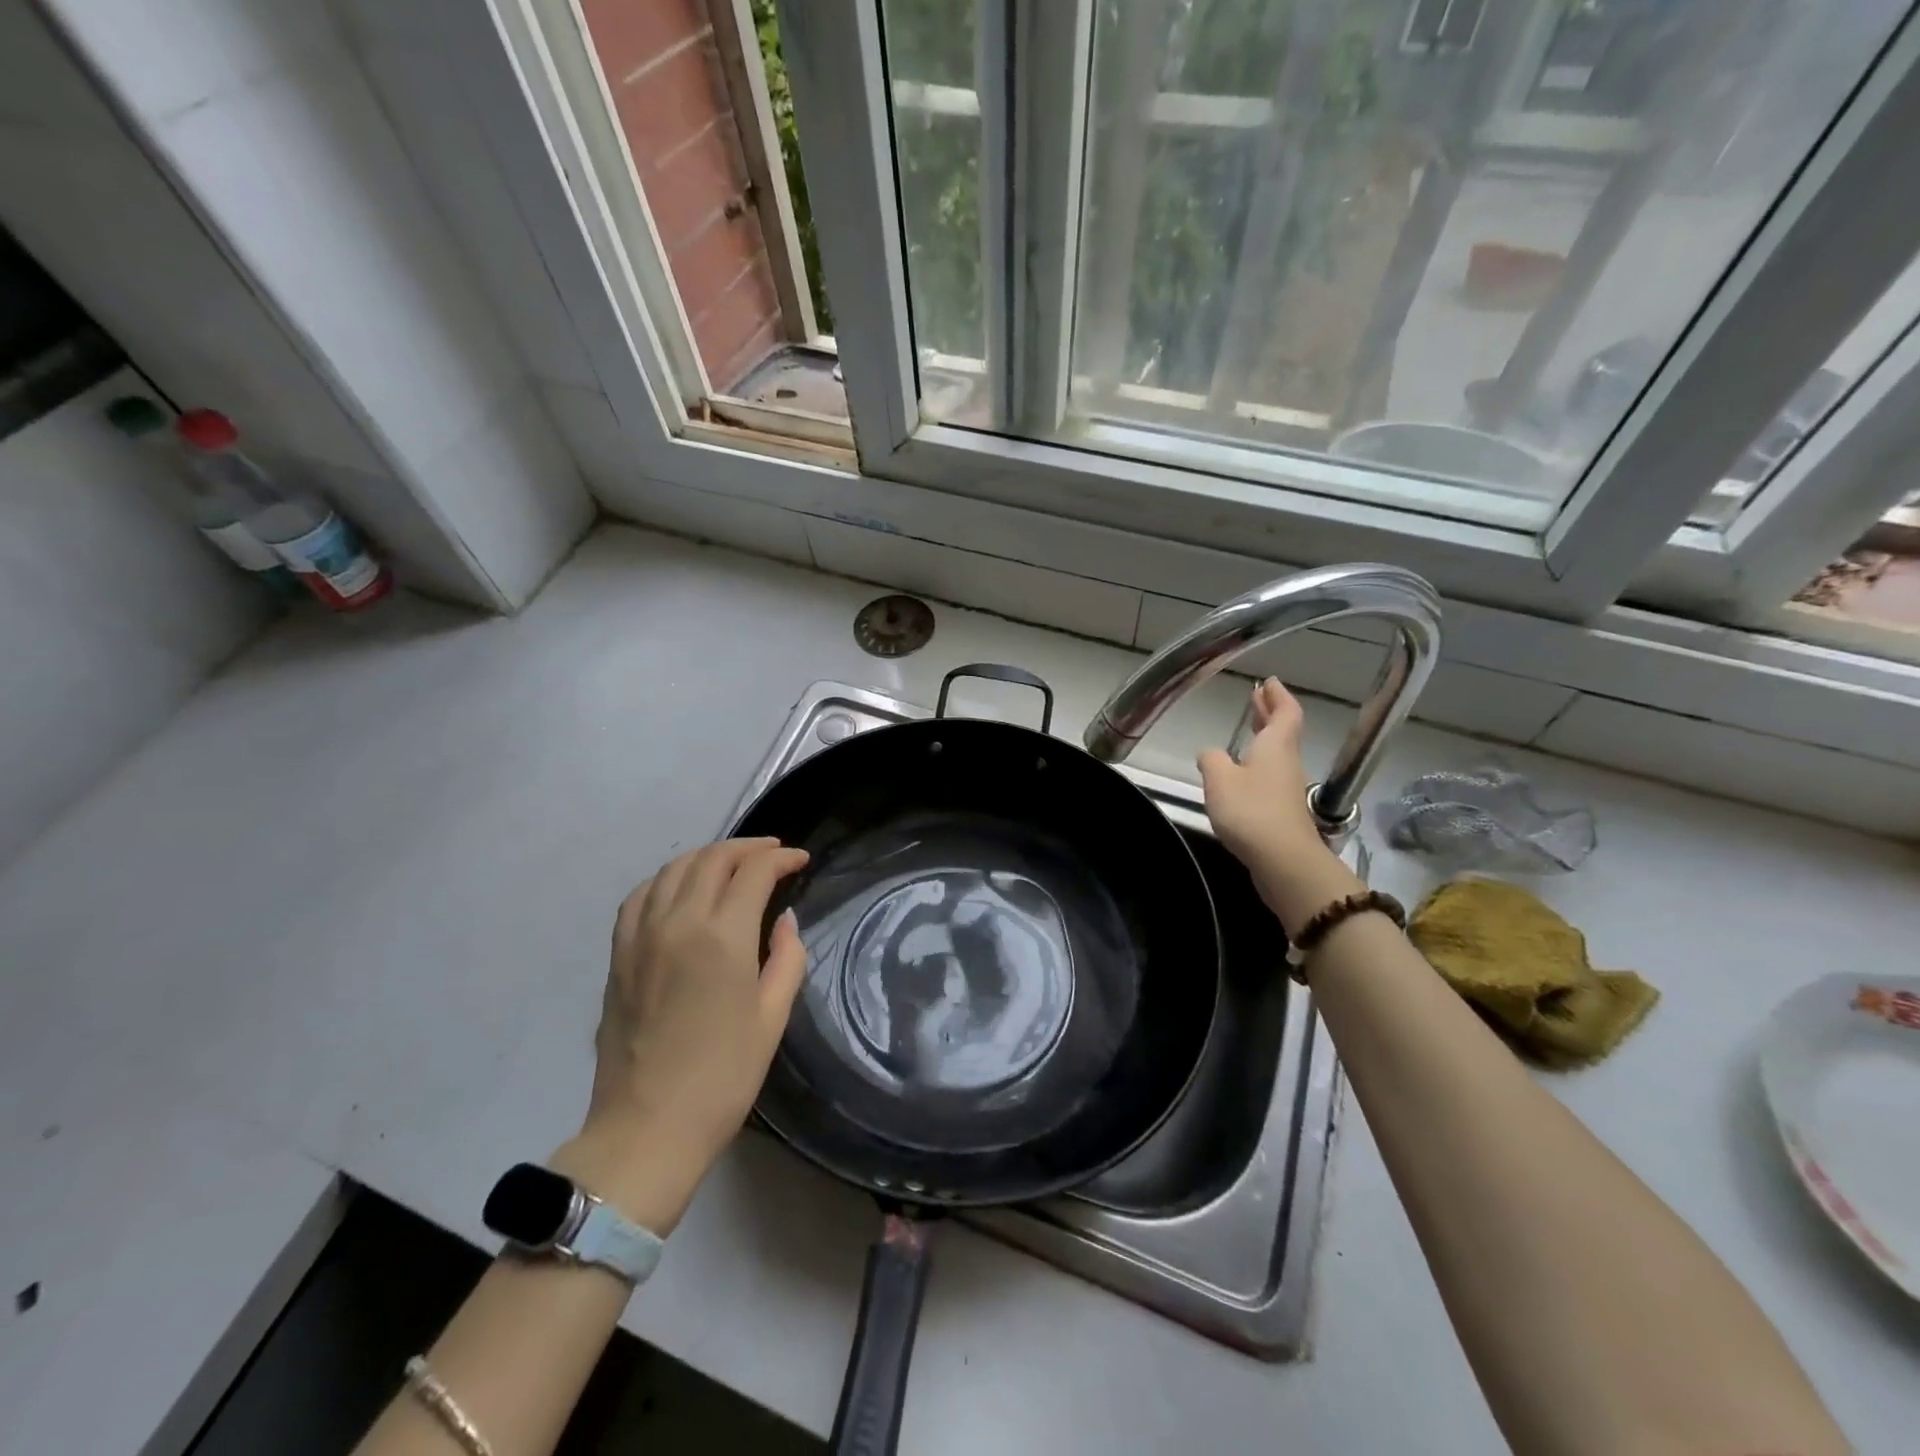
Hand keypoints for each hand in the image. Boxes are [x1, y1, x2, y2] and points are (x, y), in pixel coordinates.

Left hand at [554, 838, 808, 1233]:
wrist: (647, 1128)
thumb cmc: (722, 1077)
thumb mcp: (772, 1018)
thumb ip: (786, 958)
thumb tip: (783, 920)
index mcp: (721, 937)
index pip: (754, 872)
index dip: (782, 859)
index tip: (801, 861)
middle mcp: (677, 922)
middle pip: (712, 859)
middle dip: (748, 848)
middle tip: (773, 854)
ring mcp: (640, 936)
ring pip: (673, 868)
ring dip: (708, 856)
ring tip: (731, 863)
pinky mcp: (618, 955)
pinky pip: (640, 895)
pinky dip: (667, 878)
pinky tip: (680, 888)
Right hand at [1197, 678, 1321, 866]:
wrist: (1283, 861)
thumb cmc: (1251, 811)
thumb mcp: (1219, 779)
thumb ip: (1211, 760)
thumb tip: (1209, 753)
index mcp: (1275, 746)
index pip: (1285, 712)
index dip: (1278, 696)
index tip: (1269, 682)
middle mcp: (1286, 763)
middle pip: (1283, 732)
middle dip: (1270, 714)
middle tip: (1257, 699)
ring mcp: (1286, 789)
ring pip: (1277, 754)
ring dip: (1264, 739)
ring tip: (1247, 732)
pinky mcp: (1282, 812)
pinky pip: (1270, 777)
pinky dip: (1258, 765)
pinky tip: (1241, 774)